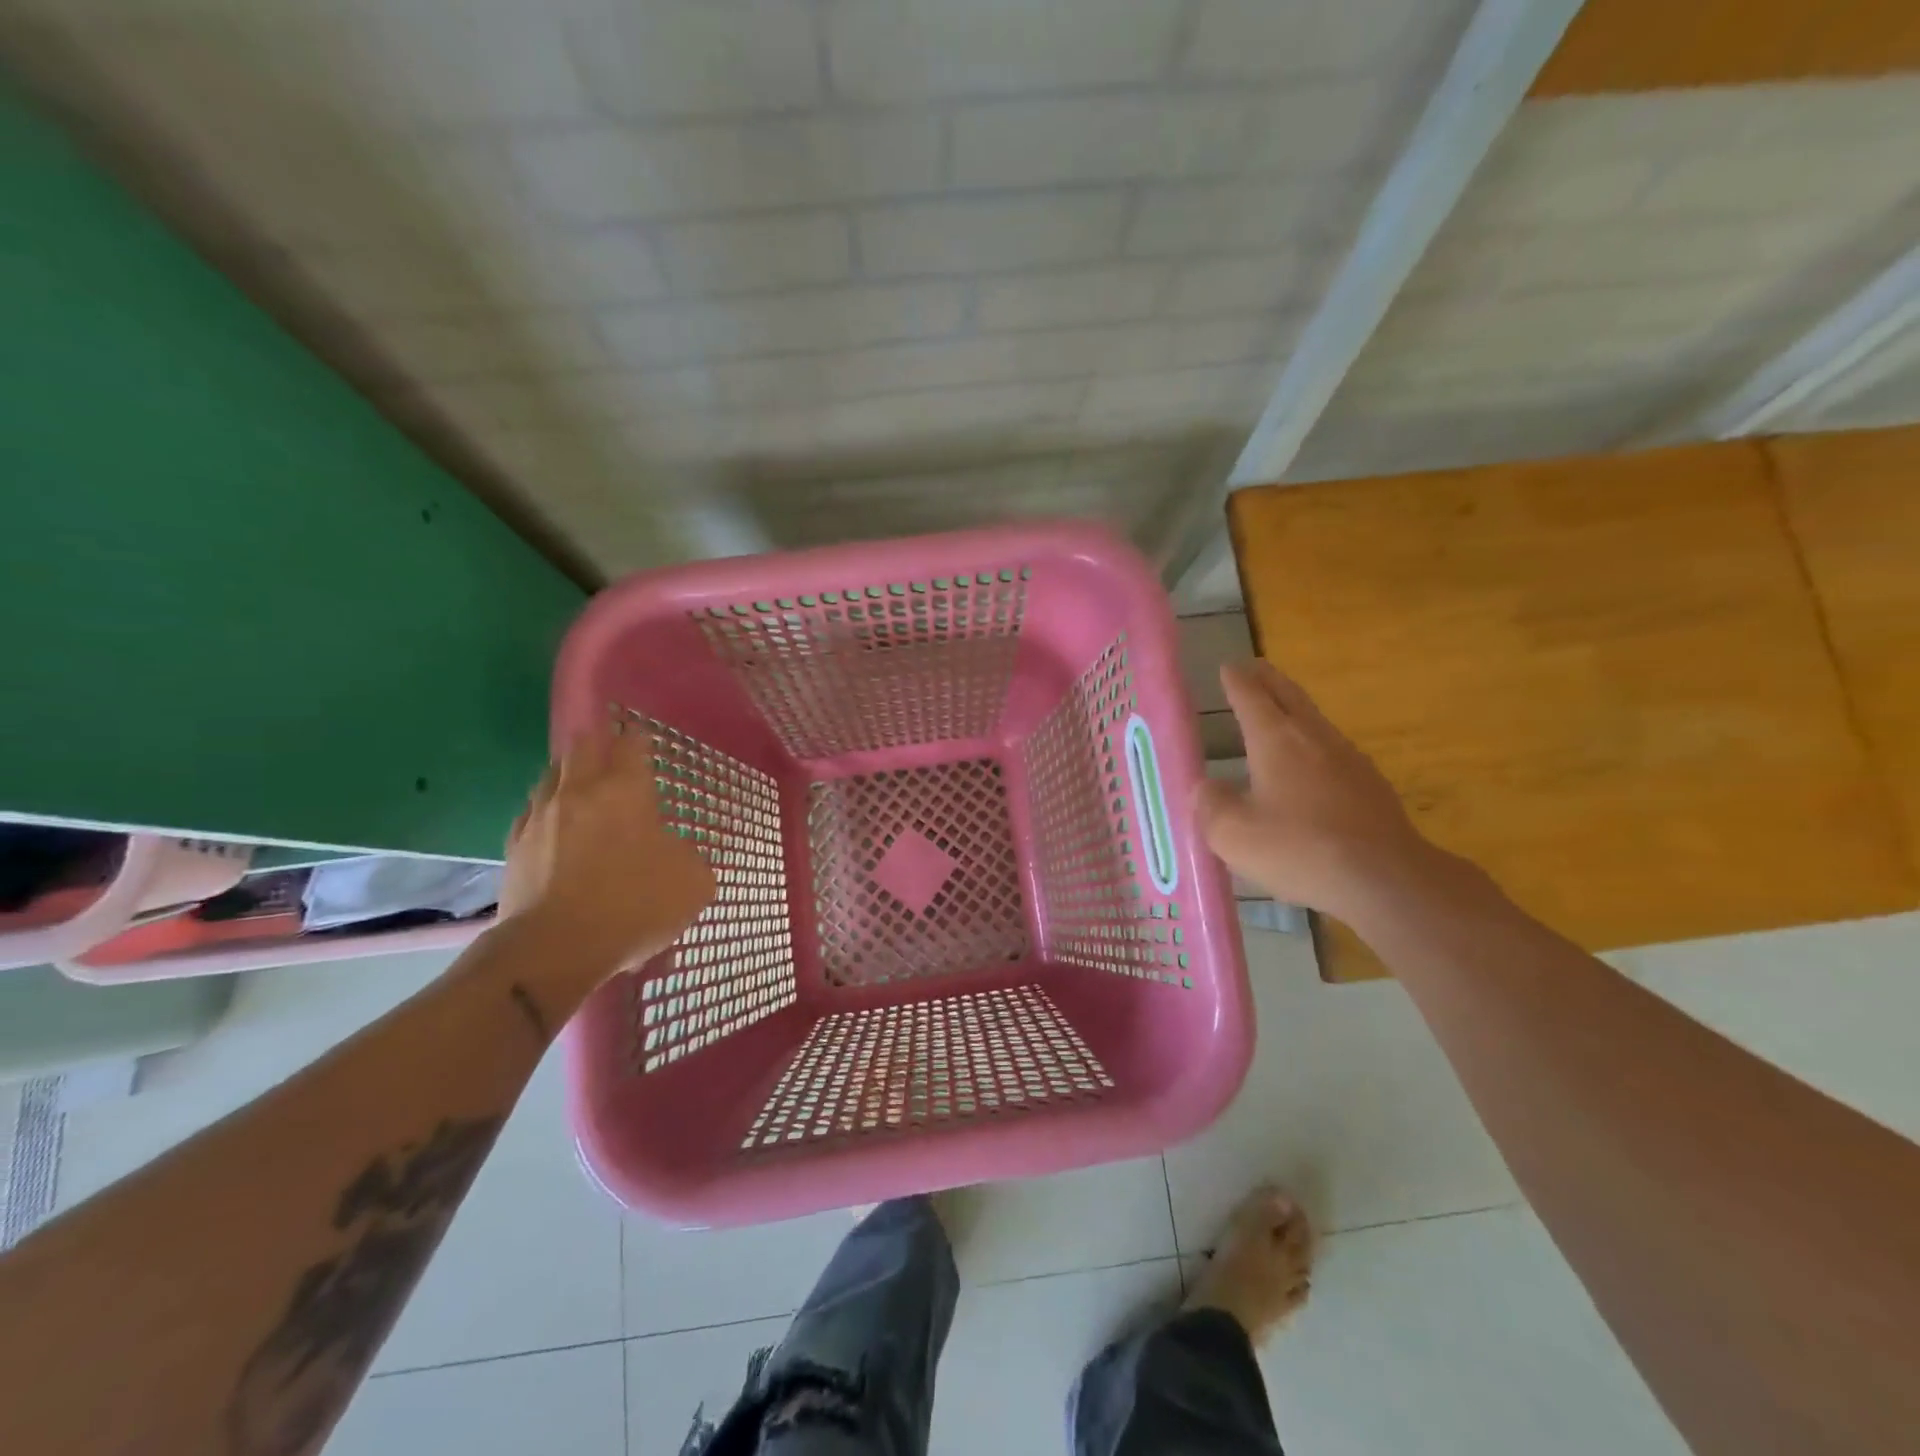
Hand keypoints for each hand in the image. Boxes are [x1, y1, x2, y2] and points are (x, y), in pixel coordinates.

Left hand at [499, 723, 715, 976]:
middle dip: (599, 742)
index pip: (632, 743)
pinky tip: (555, 822)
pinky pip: (531, 811)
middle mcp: (580, 791)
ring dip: (569, 772)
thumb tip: (677, 852)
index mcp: (626, 790)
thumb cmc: (634, 904)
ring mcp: (541, 816)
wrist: (555, 947)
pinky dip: (546, 808)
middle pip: (583, 746)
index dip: (639, 736)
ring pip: (552, 774)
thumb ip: (690, 856)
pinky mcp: (515, 845)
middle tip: (612, 749)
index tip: (643, 735)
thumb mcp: (692, 882)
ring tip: (582, 782)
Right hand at [1194, 660, 1437, 922]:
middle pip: (1290, 697)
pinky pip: (1333, 750)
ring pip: (1315, 721)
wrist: (1385, 878)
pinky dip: (1314, 743)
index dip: (1237, 681)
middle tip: (1255, 667)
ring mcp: (1349, 759)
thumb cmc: (1299, 849)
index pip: (1251, 698)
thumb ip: (1212, 805)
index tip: (1228, 666)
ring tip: (1281, 711)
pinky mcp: (1371, 786)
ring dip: (1295, 709)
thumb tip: (1206, 788)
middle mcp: (1314, 738)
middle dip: (1269, 680)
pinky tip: (1313, 765)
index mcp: (1276, 740)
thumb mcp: (1233, 834)